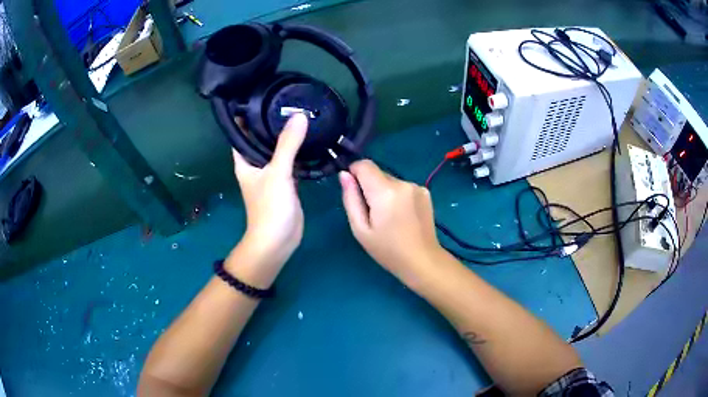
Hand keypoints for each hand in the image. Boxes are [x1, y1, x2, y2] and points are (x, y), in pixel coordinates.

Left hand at [231, 114, 307, 271]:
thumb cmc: (269, 207)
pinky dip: (297, 150)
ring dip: (286, 135)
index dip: (247, 114)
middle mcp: (255, 164)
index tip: (261, 95)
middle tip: (288, 100)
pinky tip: (310, 138)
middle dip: (271, 121)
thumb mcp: (277, 173)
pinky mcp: (286, 182)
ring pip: (277, 148)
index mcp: (245, 160)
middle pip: (261, 137)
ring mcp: (271, 173)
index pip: (241, 132)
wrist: (278, 240)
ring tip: (301, 113)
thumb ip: (288, 144)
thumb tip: (299, 115)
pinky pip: (290, 160)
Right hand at [339, 160, 444, 280]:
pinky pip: (403, 187)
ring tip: (389, 217)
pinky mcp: (425, 192)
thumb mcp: (360, 229)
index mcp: (385, 191)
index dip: (354, 173)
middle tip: (372, 214)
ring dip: (384, 193)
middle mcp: (402, 183)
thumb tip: (344, 175)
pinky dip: (398, 196)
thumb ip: (351, 199)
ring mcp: (417, 186)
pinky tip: (402, 216)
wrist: (422, 260)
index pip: (364, 165)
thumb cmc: (387, 250)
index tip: (353, 191)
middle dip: (370, 188)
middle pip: (377, 173)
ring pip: (390, 181)